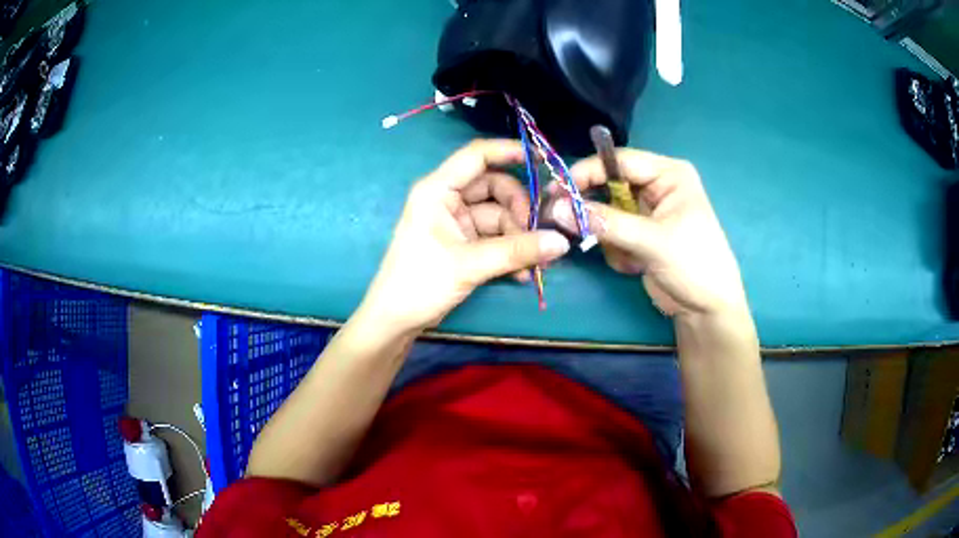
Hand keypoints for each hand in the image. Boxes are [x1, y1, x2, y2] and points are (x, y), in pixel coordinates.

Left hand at [357, 140, 570, 334]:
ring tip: (537, 265)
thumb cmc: (420, 283)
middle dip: (520, 211)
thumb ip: (517, 251)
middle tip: (540, 237)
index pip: (476, 156)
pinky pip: (495, 238)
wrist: (395, 321)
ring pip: (499, 216)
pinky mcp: (463, 243)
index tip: (543, 160)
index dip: (509, 151)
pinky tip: (523, 273)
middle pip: (495, 188)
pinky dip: (511, 252)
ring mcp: (457, 221)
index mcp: (437, 190)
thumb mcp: (469, 265)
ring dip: (520, 238)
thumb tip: (562, 242)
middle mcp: (448, 199)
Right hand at [550, 149, 747, 317]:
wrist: (706, 309)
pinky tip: (634, 266)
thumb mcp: (652, 241)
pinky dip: (615, 249)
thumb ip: (606, 222)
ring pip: (606, 210)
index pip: (619, 161)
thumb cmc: (693, 265)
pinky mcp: (640, 234)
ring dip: (607, 235)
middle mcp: (657, 186)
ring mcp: (647, 211)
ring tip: (626, 256)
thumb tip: (557, 209)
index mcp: (669, 174)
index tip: (557, 190)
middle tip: (565, 221)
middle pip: (609, 184)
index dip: (587, 172)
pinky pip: (611, 231)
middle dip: (594, 208)